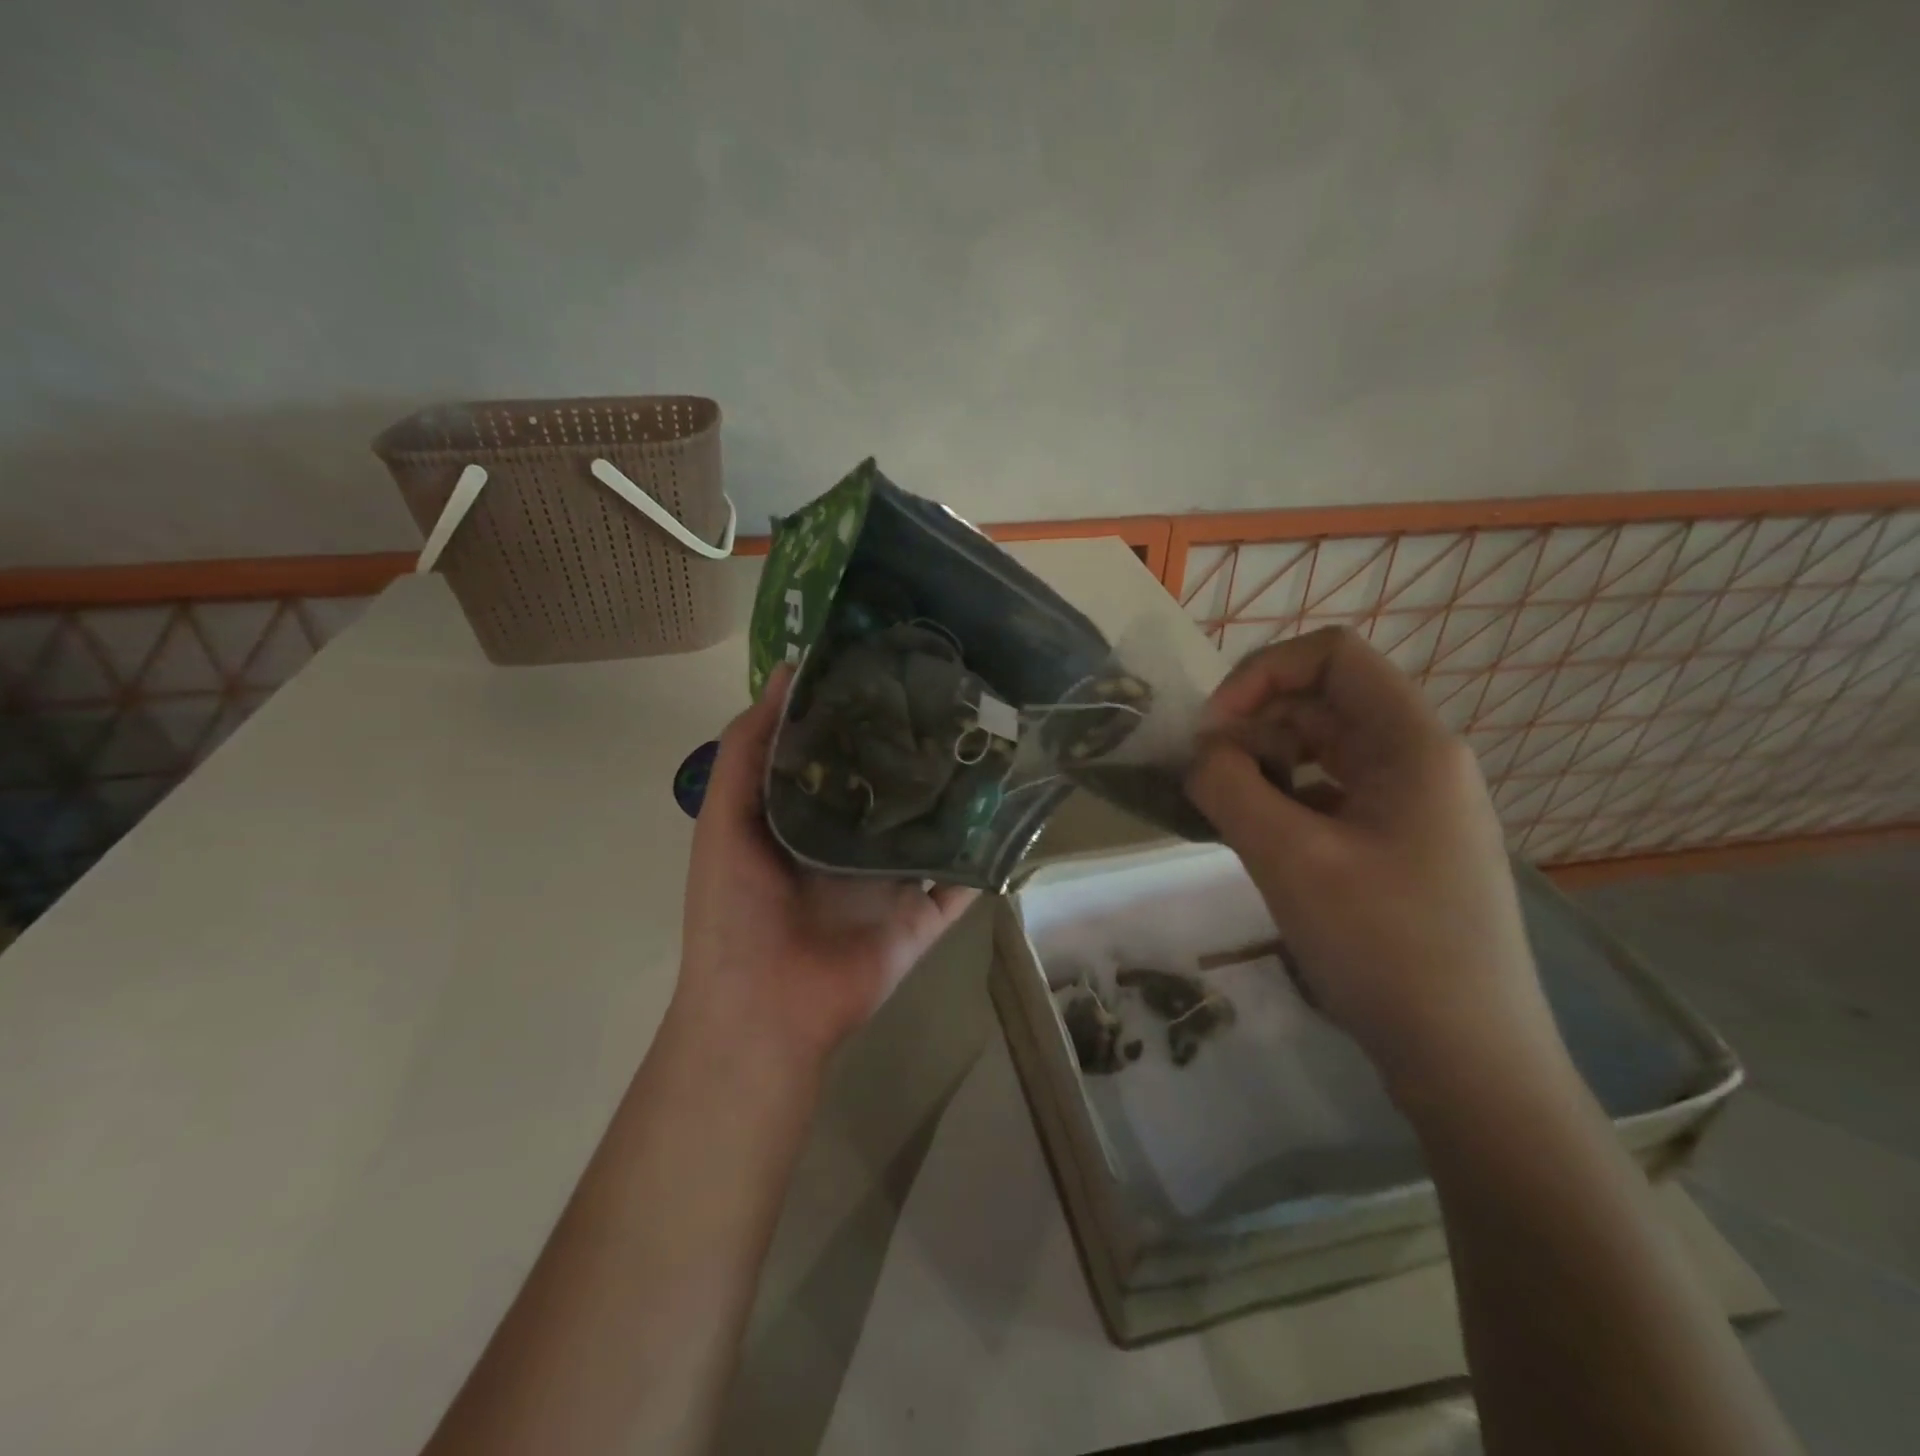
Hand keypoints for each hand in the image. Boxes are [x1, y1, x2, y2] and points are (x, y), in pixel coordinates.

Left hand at [674, 664, 978, 1071]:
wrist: (764, 1008)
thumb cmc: (734, 909)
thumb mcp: (725, 818)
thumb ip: (747, 750)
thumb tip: (787, 672)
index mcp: (806, 818)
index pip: (842, 754)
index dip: (863, 714)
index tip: (895, 667)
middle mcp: (853, 843)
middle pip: (893, 788)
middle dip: (917, 749)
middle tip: (958, 696)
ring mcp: (892, 882)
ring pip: (933, 829)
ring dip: (958, 796)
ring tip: (994, 742)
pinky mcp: (923, 916)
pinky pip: (962, 882)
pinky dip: (985, 856)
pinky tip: (1013, 812)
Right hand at [1185, 627, 1560, 1093]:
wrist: (1470, 1062)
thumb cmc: (1386, 948)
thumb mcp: (1289, 859)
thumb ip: (1229, 787)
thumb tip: (1199, 753)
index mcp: (1412, 743)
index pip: (1332, 655)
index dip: (1262, 673)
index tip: (1212, 729)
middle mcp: (1420, 760)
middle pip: (1324, 703)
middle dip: (1255, 726)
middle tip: (1207, 779)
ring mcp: (1414, 806)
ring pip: (1324, 752)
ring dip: (1266, 765)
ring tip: (1226, 811)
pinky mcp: (1401, 846)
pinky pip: (1332, 796)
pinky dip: (1286, 802)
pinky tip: (1258, 841)